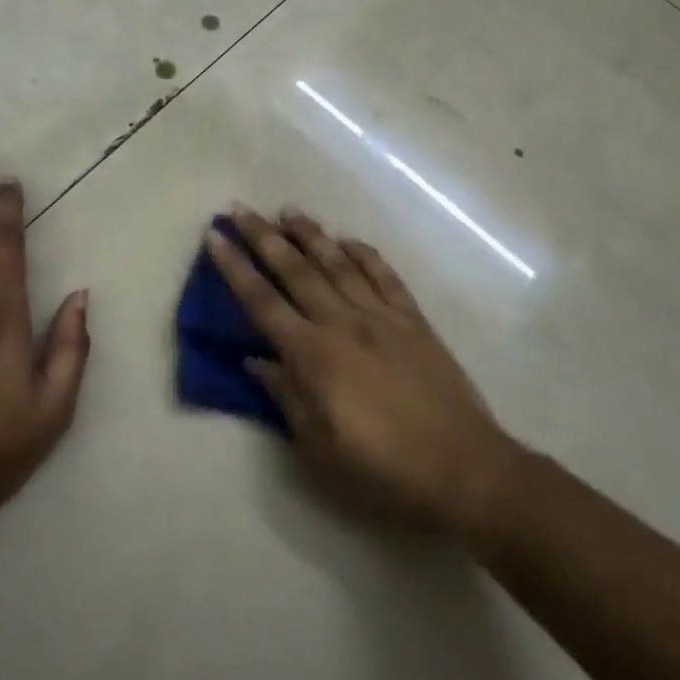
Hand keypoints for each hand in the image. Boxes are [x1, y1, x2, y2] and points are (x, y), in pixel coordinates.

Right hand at [205, 206, 516, 533]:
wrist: (465, 471)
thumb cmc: (383, 471)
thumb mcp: (319, 449)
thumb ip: (286, 397)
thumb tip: (257, 360)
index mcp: (313, 356)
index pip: (262, 302)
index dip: (234, 267)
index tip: (215, 237)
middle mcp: (343, 324)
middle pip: (295, 270)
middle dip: (263, 236)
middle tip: (239, 209)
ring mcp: (382, 317)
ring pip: (338, 263)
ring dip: (311, 235)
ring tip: (288, 211)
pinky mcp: (414, 322)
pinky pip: (385, 277)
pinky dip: (365, 254)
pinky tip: (349, 241)